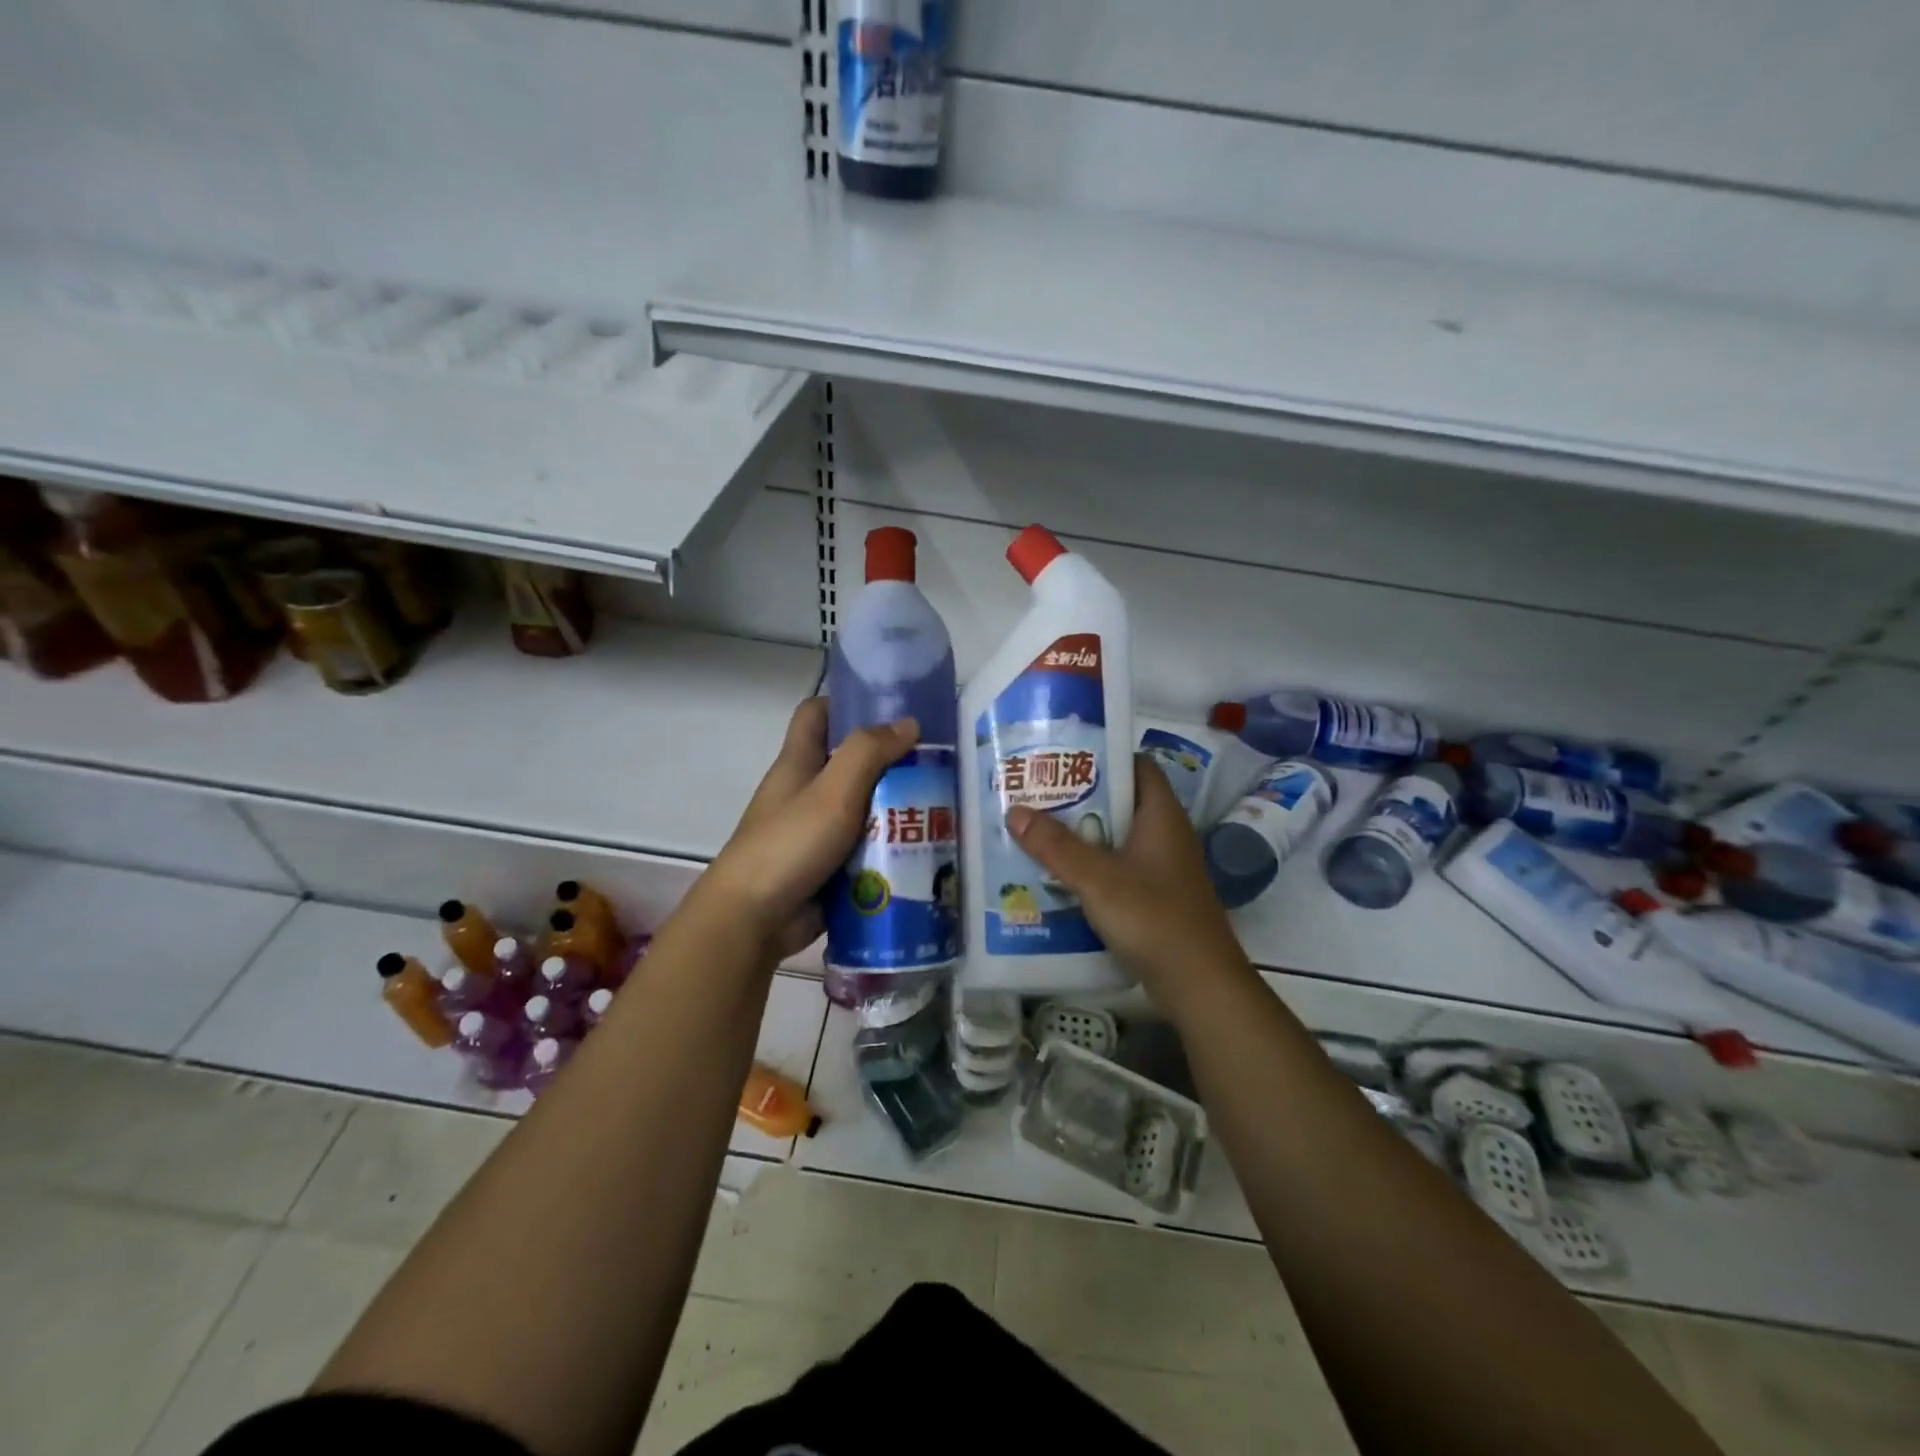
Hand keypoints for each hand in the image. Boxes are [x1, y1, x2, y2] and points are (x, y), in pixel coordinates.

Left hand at [698, 697, 915, 958]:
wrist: (753, 920)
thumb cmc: (790, 844)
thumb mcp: (832, 790)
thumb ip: (869, 753)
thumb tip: (909, 722)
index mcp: (798, 764)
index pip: (816, 714)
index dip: (847, 702)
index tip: (891, 708)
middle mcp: (806, 793)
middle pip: (850, 764)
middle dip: (890, 762)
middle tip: (936, 763)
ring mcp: (817, 833)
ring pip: (863, 809)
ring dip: (897, 808)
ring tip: (944, 806)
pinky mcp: (829, 868)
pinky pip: (865, 849)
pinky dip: (890, 848)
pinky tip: (926, 849)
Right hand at [1006, 756, 1252, 1003]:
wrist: (1200, 985)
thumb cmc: (1153, 918)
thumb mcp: (1098, 879)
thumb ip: (1056, 846)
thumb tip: (1015, 811)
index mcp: (1161, 816)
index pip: (1136, 766)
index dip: (1102, 757)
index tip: (1061, 757)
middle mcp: (1165, 835)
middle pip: (1120, 803)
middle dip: (1079, 799)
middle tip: (1035, 795)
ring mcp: (1162, 868)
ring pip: (1116, 839)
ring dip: (1081, 836)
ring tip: (1035, 831)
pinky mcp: (1155, 897)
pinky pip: (1117, 869)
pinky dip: (1090, 868)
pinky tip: (1057, 876)